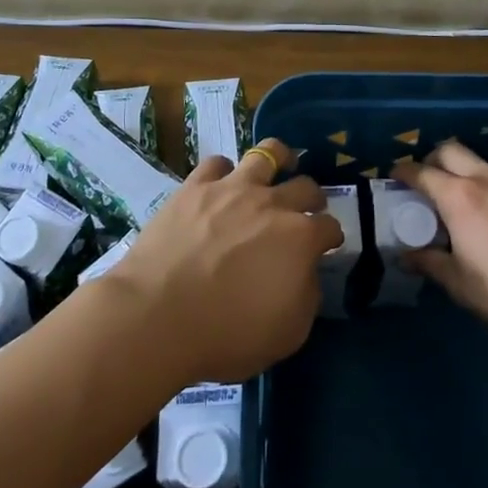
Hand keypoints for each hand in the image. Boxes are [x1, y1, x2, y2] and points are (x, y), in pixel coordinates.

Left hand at [103, 138, 342, 382]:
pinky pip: (217, 163)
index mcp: (300, 238)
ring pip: (267, 153)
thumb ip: (307, 296)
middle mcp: (272, 204)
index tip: (326, 246)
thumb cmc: (226, 334)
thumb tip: (306, 273)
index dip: (331, 237)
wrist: (157, 316)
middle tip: (306, 209)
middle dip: (312, 198)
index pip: (329, 227)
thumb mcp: (288, 333)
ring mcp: (232, 189)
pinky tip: (222, 184)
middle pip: (305, 187)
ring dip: (279, 159)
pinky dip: (224, 172)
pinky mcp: (195, 187)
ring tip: (278, 166)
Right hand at [393, 139, 487, 349]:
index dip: (402, 173)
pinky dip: (482, 184)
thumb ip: (428, 262)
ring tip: (454, 203)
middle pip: (450, 150)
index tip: (392, 179)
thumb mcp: (459, 283)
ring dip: (459, 171)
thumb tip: (405, 256)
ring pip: (477, 162)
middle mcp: (486, 179)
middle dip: (430, 160)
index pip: (421, 172)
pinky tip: (485, 215)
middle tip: (423, 185)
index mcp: (460, 197)